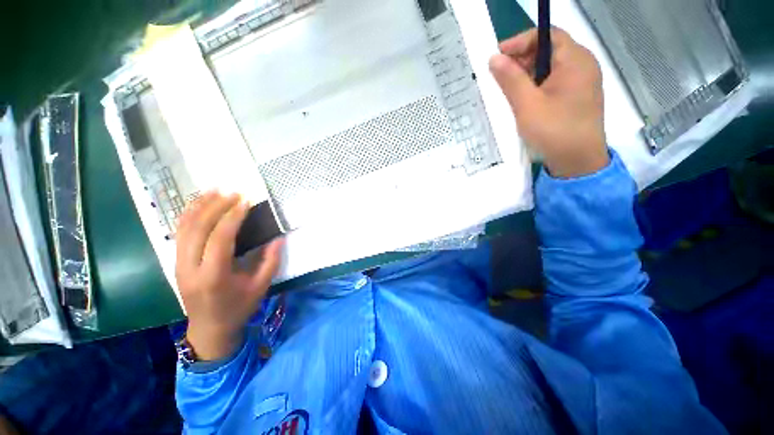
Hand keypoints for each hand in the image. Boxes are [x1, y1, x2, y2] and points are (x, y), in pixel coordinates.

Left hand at [175, 191, 283, 360]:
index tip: (245, 201)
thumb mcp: (261, 287)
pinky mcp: (176, 262)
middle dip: (215, 206)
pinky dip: (189, 215)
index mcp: (214, 276)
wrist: (209, 328)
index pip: (220, 238)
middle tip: (233, 192)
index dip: (232, 217)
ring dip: (199, 206)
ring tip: (215, 190)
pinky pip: (179, 233)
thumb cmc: (238, 308)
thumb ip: (271, 261)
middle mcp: (190, 267)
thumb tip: (278, 238)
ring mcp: (179, 264)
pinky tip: (199, 204)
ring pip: (184, 228)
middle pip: (198, 229)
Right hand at [489, 27, 608, 177]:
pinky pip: (554, 82)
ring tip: (507, 89)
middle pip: (549, 50)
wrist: (577, 161)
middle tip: (499, 75)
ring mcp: (581, 82)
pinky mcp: (576, 97)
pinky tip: (522, 99)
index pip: (547, 35)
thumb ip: (511, 79)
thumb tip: (494, 59)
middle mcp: (582, 66)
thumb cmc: (554, 131)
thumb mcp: (527, 105)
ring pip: (550, 68)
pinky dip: (536, 86)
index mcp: (575, 60)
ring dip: (527, 74)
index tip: (498, 55)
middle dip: (522, 59)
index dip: (521, 41)